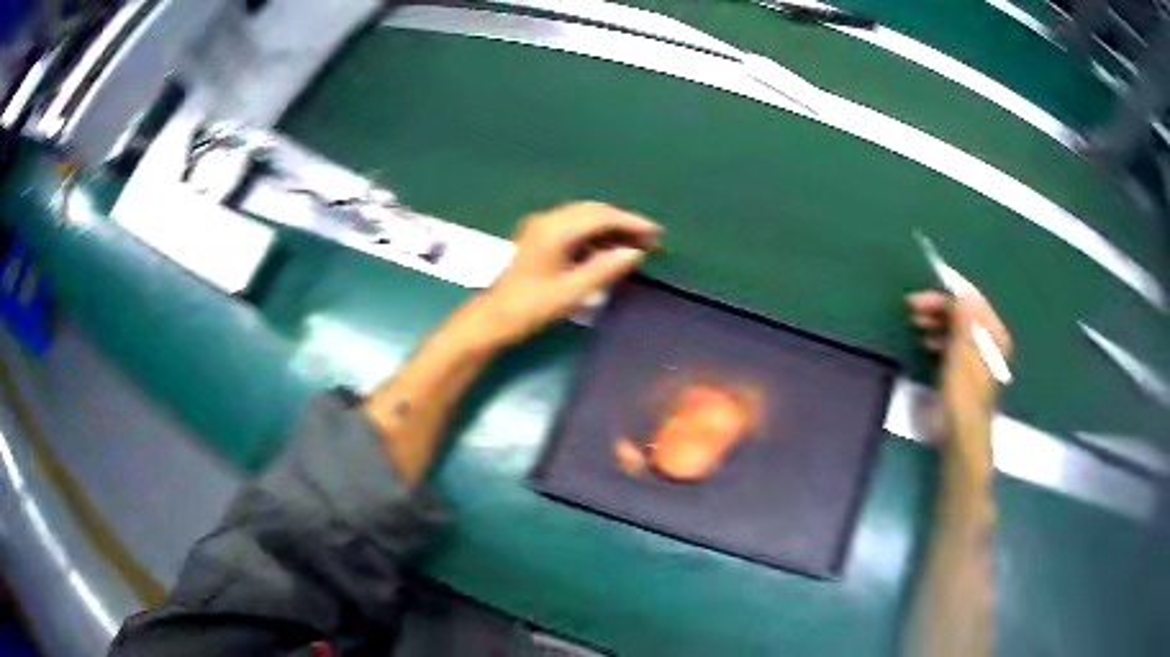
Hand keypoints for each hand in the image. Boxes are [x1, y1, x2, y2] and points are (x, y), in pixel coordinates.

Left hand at [469, 202, 660, 345]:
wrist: (492, 318)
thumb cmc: (530, 308)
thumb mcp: (572, 293)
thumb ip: (605, 269)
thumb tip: (635, 253)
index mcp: (555, 230)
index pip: (601, 216)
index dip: (631, 222)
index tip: (656, 233)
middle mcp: (548, 220)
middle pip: (593, 211)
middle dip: (623, 222)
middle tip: (650, 239)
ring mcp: (541, 227)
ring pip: (584, 217)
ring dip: (610, 228)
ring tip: (635, 244)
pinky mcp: (538, 237)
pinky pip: (573, 226)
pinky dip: (594, 234)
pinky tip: (608, 249)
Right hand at [907, 287, 1012, 416]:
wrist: (960, 434)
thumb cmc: (963, 391)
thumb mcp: (962, 350)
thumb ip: (962, 317)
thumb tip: (959, 290)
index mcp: (993, 333)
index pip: (972, 299)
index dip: (948, 290)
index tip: (924, 289)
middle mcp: (989, 341)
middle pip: (963, 312)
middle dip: (939, 306)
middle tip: (912, 306)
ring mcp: (978, 356)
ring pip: (956, 327)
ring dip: (936, 321)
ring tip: (915, 322)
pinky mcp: (966, 371)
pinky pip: (953, 344)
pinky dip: (940, 338)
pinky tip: (925, 342)